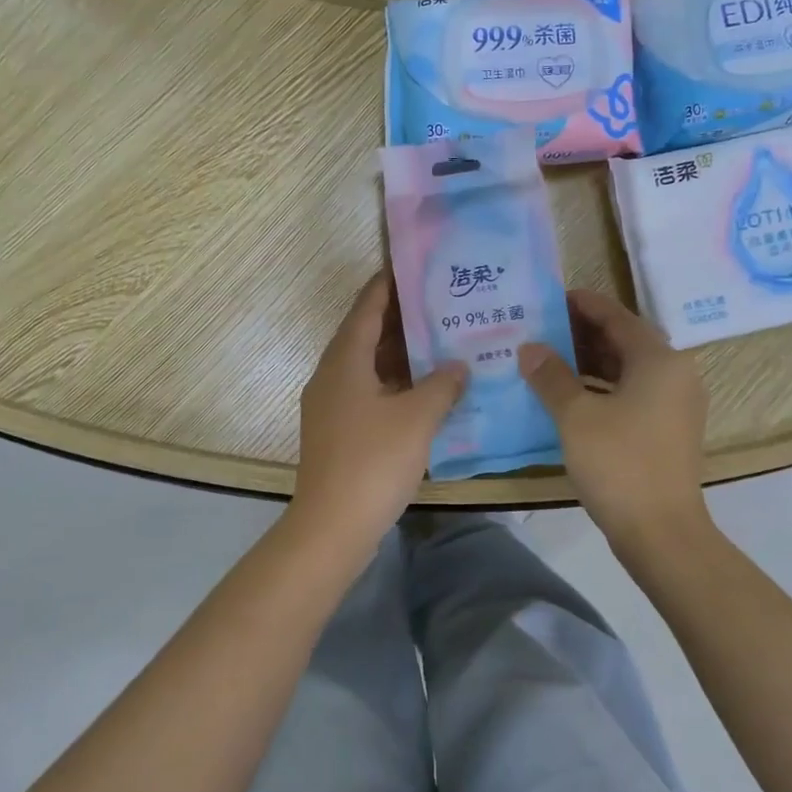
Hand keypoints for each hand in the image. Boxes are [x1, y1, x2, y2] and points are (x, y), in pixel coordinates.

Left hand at [293, 273, 466, 548]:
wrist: (332, 526)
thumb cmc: (373, 462)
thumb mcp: (417, 417)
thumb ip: (442, 384)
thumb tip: (458, 365)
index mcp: (345, 360)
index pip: (368, 307)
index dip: (390, 283)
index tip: (417, 265)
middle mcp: (333, 375)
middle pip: (368, 334)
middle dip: (404, 318)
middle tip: (444, 303)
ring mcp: (333, 405)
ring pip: (371, 366)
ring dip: (403, 354)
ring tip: (444, 340)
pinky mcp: (340, 431)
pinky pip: (371, 392)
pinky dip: (398, 384)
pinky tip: (429, 390)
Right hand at [520, 289, 709, 548]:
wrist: (661, 532)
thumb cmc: (619, 464)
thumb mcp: (576, 416)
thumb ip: (551, 376)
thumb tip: (529, 348)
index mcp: (659, 360)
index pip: (618, 317)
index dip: (584, 305)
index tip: (553, 297)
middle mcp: (675, 374)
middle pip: (626, 341)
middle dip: (585, 333)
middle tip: (544, 327)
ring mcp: (675, 404)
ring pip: (629, 369)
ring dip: (592, 362)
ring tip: (550, 358)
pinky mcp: (668, 430)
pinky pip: (633, 393)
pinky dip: (603, 388)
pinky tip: (570, 396)